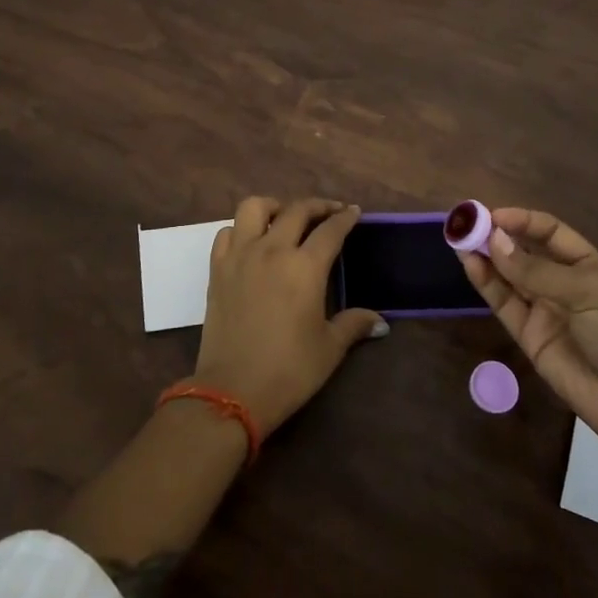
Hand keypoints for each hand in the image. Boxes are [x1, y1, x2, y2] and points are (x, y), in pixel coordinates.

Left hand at [195, 196, 386, 434]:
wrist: (232, 390)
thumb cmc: (289, 370)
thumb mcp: (329, 348)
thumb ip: (354, 325)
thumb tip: (380, 322)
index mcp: (304, 267)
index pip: (330, 230)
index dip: (345, 218)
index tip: (353, 212)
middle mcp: (272, 250)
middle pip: (296, 210)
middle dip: (317, 206)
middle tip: (329, 213)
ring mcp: (240, 256)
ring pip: (254, 208)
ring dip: (274, 207)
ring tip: (285, 219)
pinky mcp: (217, 269)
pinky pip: (226, 233)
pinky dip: (241, 229)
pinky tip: (252, 243)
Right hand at [457, 207, 597, 447]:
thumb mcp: (586, 292)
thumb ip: (536, 270)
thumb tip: (494, 241)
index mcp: (585, 264)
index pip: (549, 231)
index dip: (521, 220)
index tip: (492, 215)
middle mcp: (561, 282)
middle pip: (523, 251)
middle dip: (497, 236)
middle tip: (466, 224)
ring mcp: (543, 309)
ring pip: (508, 276)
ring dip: (485, 257)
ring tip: (459, 240)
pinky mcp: (528, 335)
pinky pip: (503, 303)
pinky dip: (486, 283)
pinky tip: (470, 265)